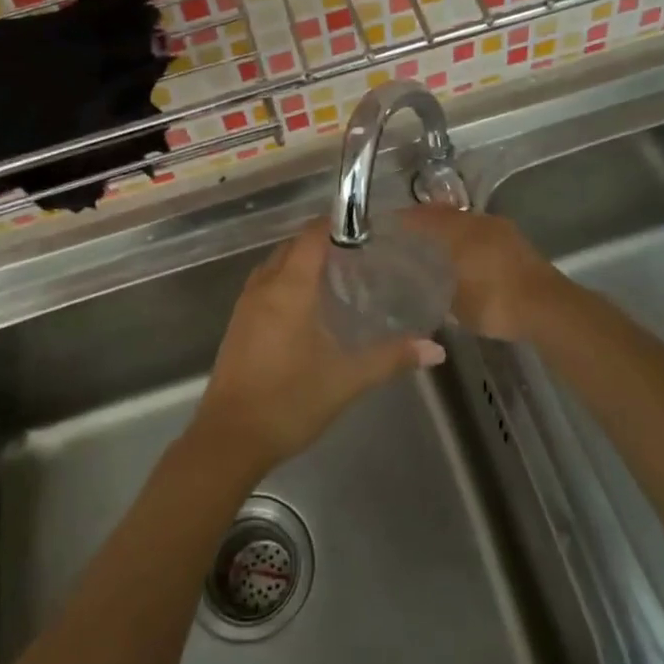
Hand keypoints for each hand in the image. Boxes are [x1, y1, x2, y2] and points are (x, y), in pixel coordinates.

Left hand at [191, 220, 444, 476]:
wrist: (229, 439)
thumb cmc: (289, 401)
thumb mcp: (346, 379)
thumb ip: (391, 358)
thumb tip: (435, 349)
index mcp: (288, 289)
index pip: (311, 236)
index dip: (337, 224)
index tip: (368, 227)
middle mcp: (263, 287)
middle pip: (292, 247)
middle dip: (323, 242)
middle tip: (361, 254)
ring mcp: (246, 306)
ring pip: (275, 265)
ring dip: (302, 262)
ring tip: (339, 275)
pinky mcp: (238, 325)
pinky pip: (265, 285)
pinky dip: (287, 281)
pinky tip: (309, 307)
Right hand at [398, 205, 564, 341]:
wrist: (549, 308)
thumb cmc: (495, 302)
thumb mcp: (457, 305)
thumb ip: (438, 292)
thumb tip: (424, 288)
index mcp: (460, 231)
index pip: (425, 217)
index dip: (406, 219)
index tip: (389, 223)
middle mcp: (480, 223)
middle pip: (448, 215)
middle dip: (428, 221)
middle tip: (410, 233)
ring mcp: (503, 231)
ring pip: (469, 223)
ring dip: (452, 230)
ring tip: (436, 245)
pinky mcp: (518, 245)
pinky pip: (484, 235)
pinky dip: (470, 241)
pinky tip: (465, 256)